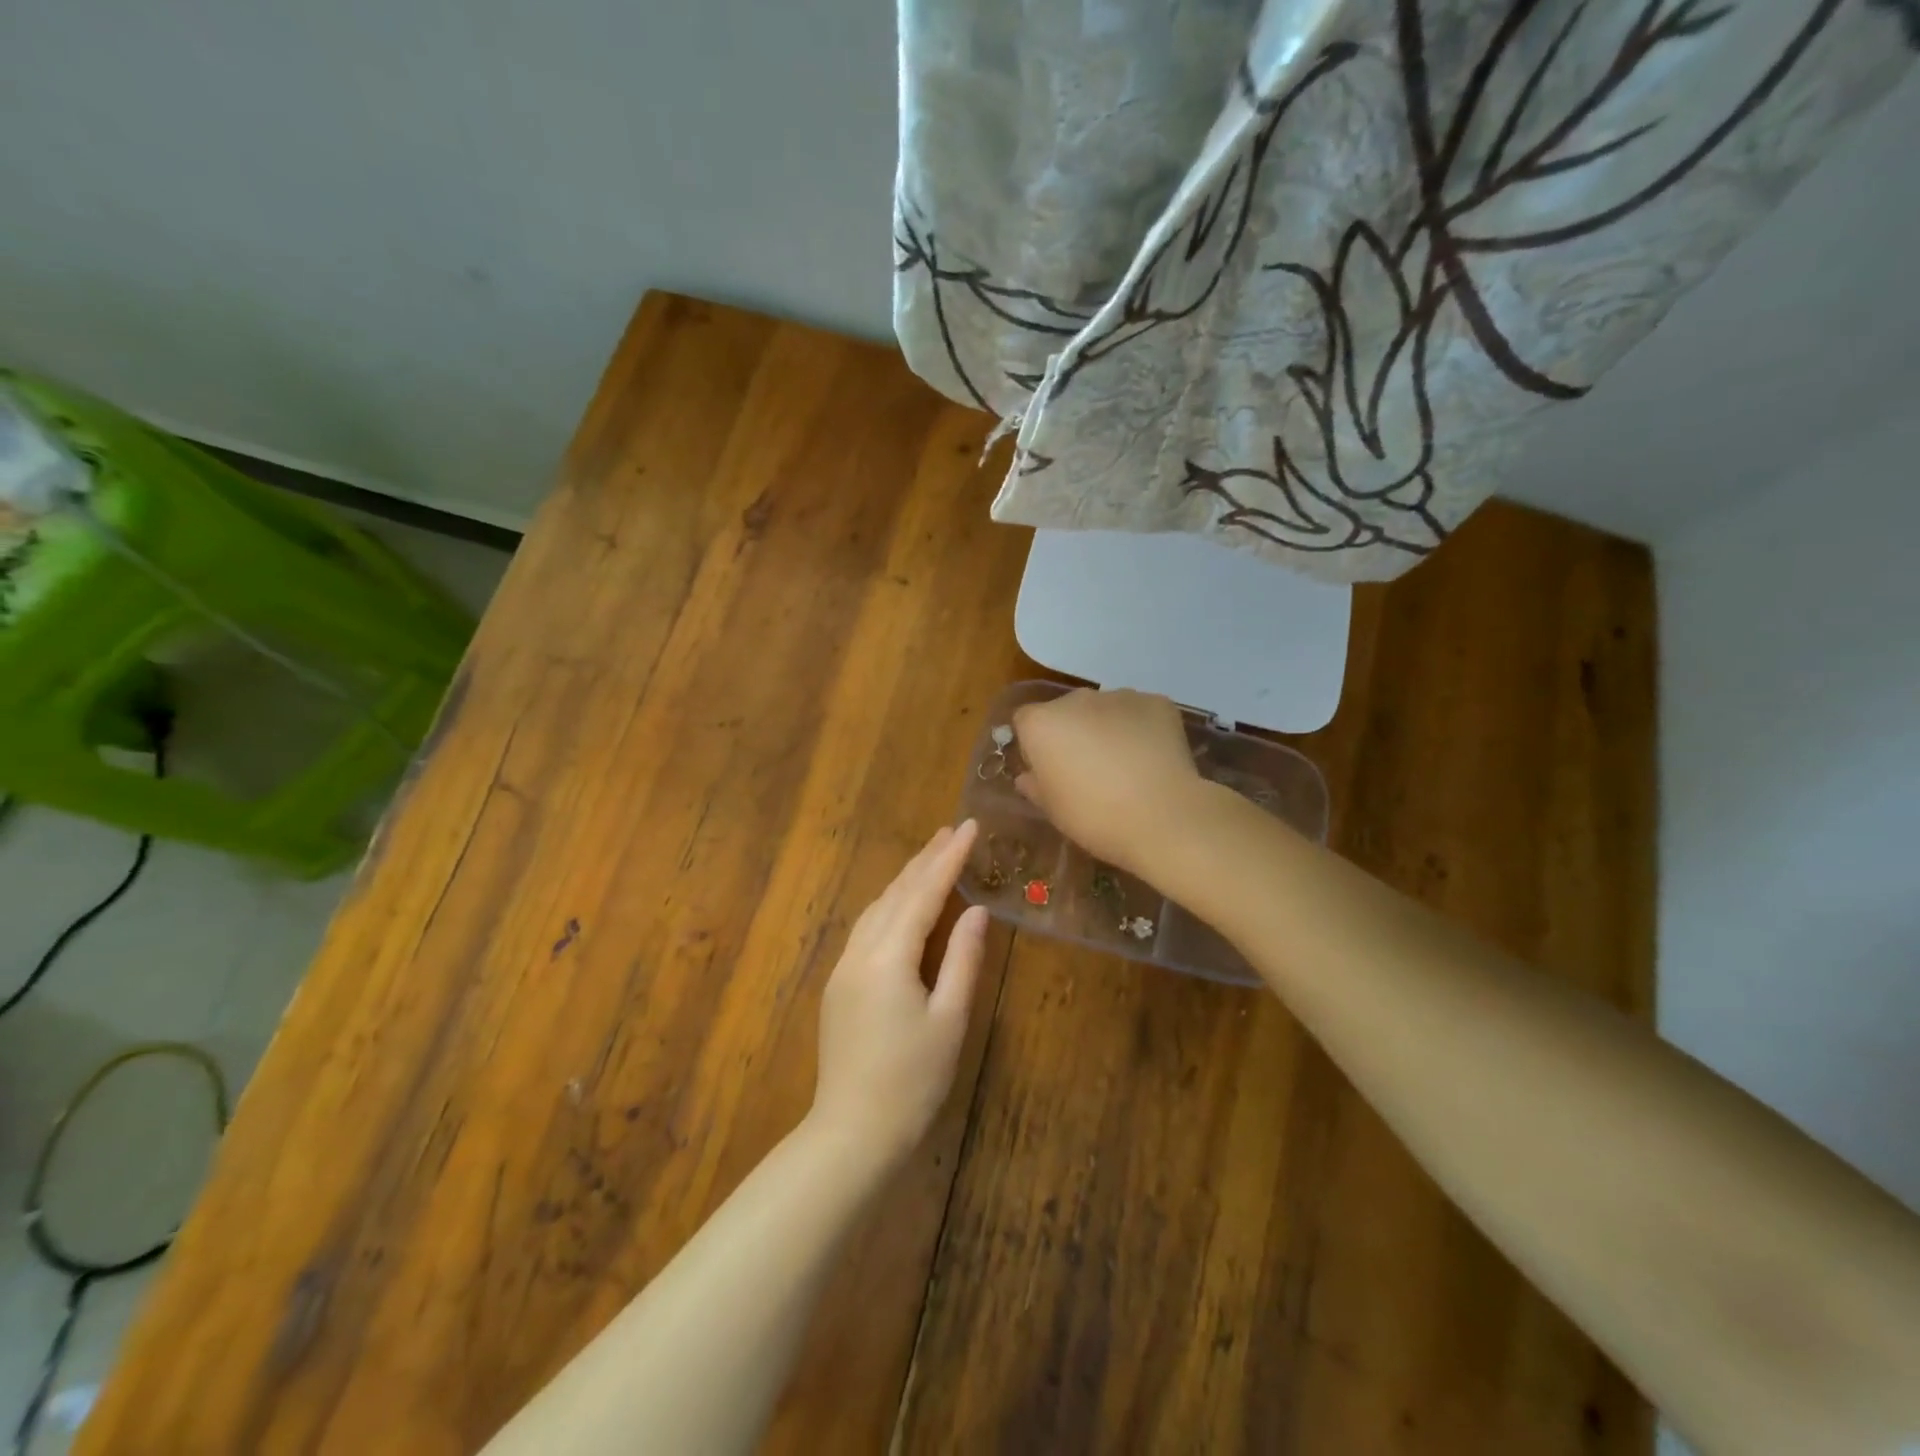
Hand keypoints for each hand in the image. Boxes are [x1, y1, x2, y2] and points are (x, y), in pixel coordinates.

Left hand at [810, 822, 988, 1166]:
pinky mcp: (839, 986)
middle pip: (896, 893)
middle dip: (925, 860)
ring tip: (930, 858)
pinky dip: (890, 905)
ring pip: (877, 908)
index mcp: (889, 956)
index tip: (970, 826)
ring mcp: (844, 968)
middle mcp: (860, 951)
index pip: (924, 893)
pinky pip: (867, 928)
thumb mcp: (949, 1019)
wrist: (852, 1133)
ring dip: (905, 880)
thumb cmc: (912, 1080)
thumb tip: (978, 910)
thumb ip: (963, 959)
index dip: (949, 858)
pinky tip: (901, 905)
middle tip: (951, 831)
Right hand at [1011, 689, 1204, 876]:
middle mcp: (1076, 699)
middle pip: (1065, 711)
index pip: (1025, 722)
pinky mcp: (1156, 702)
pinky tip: (1151, 759)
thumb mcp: (1053, 810)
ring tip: (1125, 765)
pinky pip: (1139, 712)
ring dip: (1106, 728)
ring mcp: (1119, 696)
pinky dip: (1141, 729)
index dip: (1034, 746)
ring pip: (1104, 709)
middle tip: (1088, 769)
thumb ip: (1034, 786)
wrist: (1162, 817)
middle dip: (1072, 733)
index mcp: (1041, 723)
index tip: (1048, 771)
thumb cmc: (1093, 817)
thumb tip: (1027, 776)